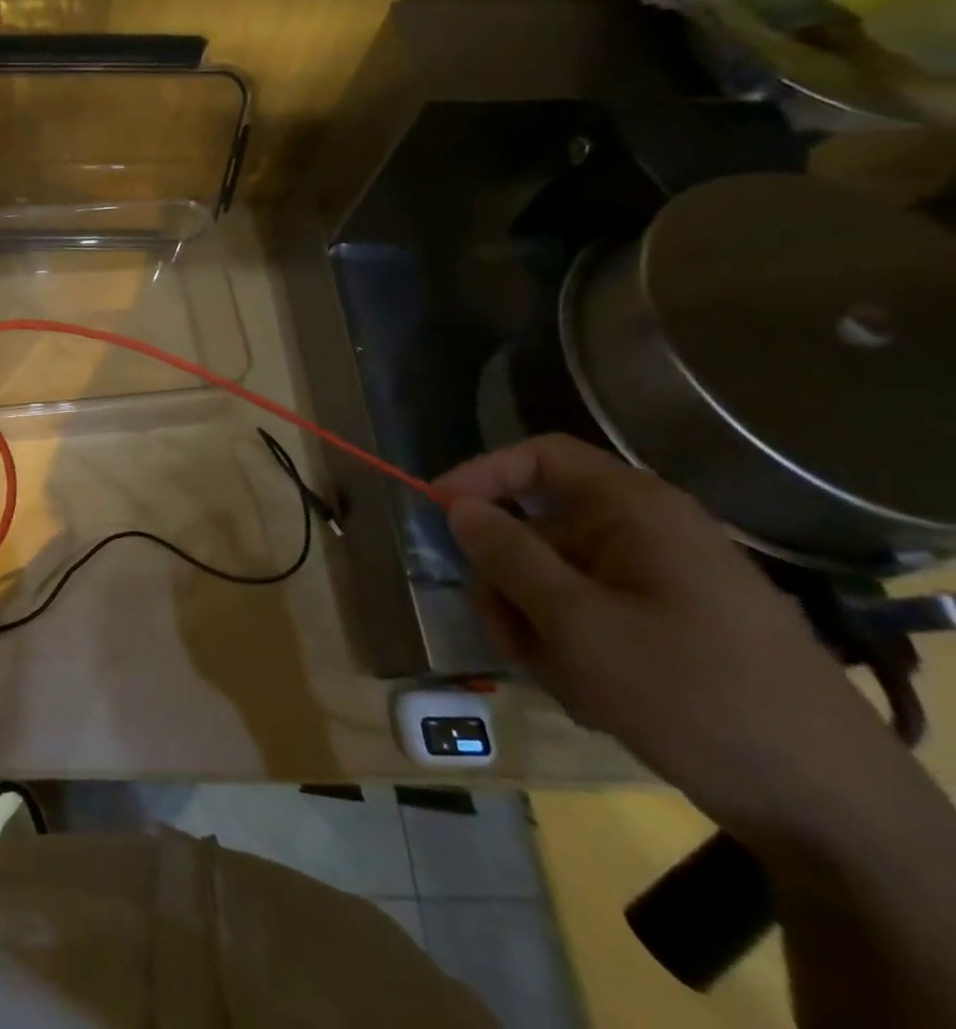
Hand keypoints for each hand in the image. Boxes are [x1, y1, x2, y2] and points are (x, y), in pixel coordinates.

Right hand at [437, 435, 902, 838]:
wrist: (830, 809)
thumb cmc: (692, 693)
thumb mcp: (577, 623)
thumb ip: (508, 556)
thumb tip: (459, 506)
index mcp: (635, 511)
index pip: (540, 457)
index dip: (481, 474)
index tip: (436, 512)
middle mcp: (646, 534)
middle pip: (538, 528)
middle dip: (508, 581)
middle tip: (502, 633)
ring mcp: (659, 583)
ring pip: (555, 580)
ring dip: (536, 626)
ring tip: (558, 679)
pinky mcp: (668, 627)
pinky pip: (589, 616)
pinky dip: (571, 649)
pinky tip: (590, 695)